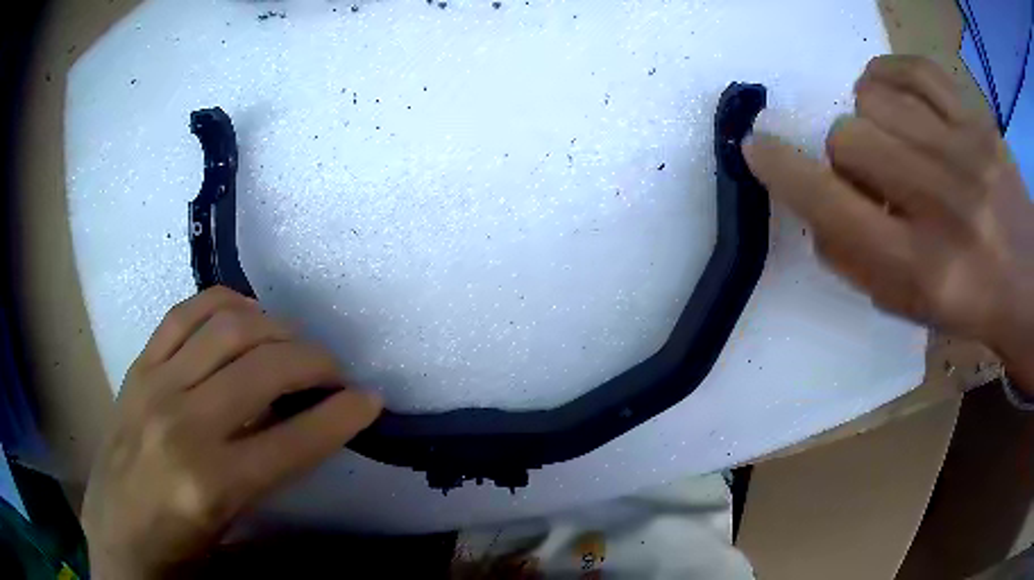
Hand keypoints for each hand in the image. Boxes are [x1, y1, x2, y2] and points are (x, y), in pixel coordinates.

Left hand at [81, 287, 382, 578]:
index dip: (342, 415)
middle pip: (264, 368)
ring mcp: (155, 385)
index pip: (293, 440)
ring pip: (228, 326)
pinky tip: (243, 315)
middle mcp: (183, 425)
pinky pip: (184, 313)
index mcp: (212, 483)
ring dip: (274, 327)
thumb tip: (306, 424)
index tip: (370, 400)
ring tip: (291, 342)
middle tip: (334, 371)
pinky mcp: (138, 366)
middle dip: (315, 361)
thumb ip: (269, 473)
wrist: (116, 533)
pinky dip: (223, 303)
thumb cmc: (178, 547)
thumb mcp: (232, 525)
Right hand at [743, 55, 1033, 391]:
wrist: (1028, 281)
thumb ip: (855, 261)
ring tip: (894, 140)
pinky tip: (896, 96)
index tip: (755, 147)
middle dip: (847, 156)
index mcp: (920, 267)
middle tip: (872, 175)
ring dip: (871, 120)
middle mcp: (941, 204)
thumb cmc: (970, 303)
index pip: (831, 204)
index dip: (782, 170)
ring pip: (873, 97)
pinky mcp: (976, 119)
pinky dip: (891, 76)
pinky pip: (913, 68)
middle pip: (848, 136)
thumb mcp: (909, 308)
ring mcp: (963, 151)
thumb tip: (814, 209)